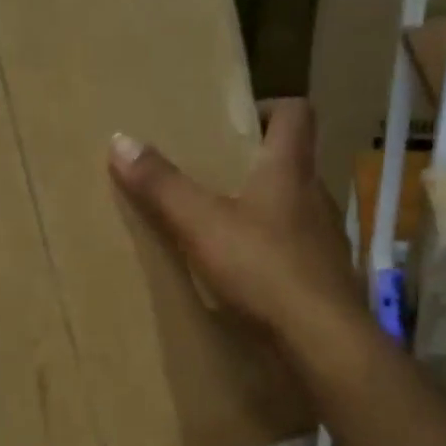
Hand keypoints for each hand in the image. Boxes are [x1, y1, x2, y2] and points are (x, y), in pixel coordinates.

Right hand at [108, 98, 365, 337]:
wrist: (321, 339)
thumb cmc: (262, 268)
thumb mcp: (200, 224)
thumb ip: (161, 185)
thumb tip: (120, 140)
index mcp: (289, 170)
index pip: (295, 114)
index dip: (268, 107)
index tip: (235, 120)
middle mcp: (315, 197)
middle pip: (292, 161)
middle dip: (255, 162)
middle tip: (214, 174)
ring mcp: (324, 239)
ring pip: (294, 207)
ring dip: (263, 209)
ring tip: (222, 225)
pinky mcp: (324, 276)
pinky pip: (295, 249)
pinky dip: (271, 251)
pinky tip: (244, 272)